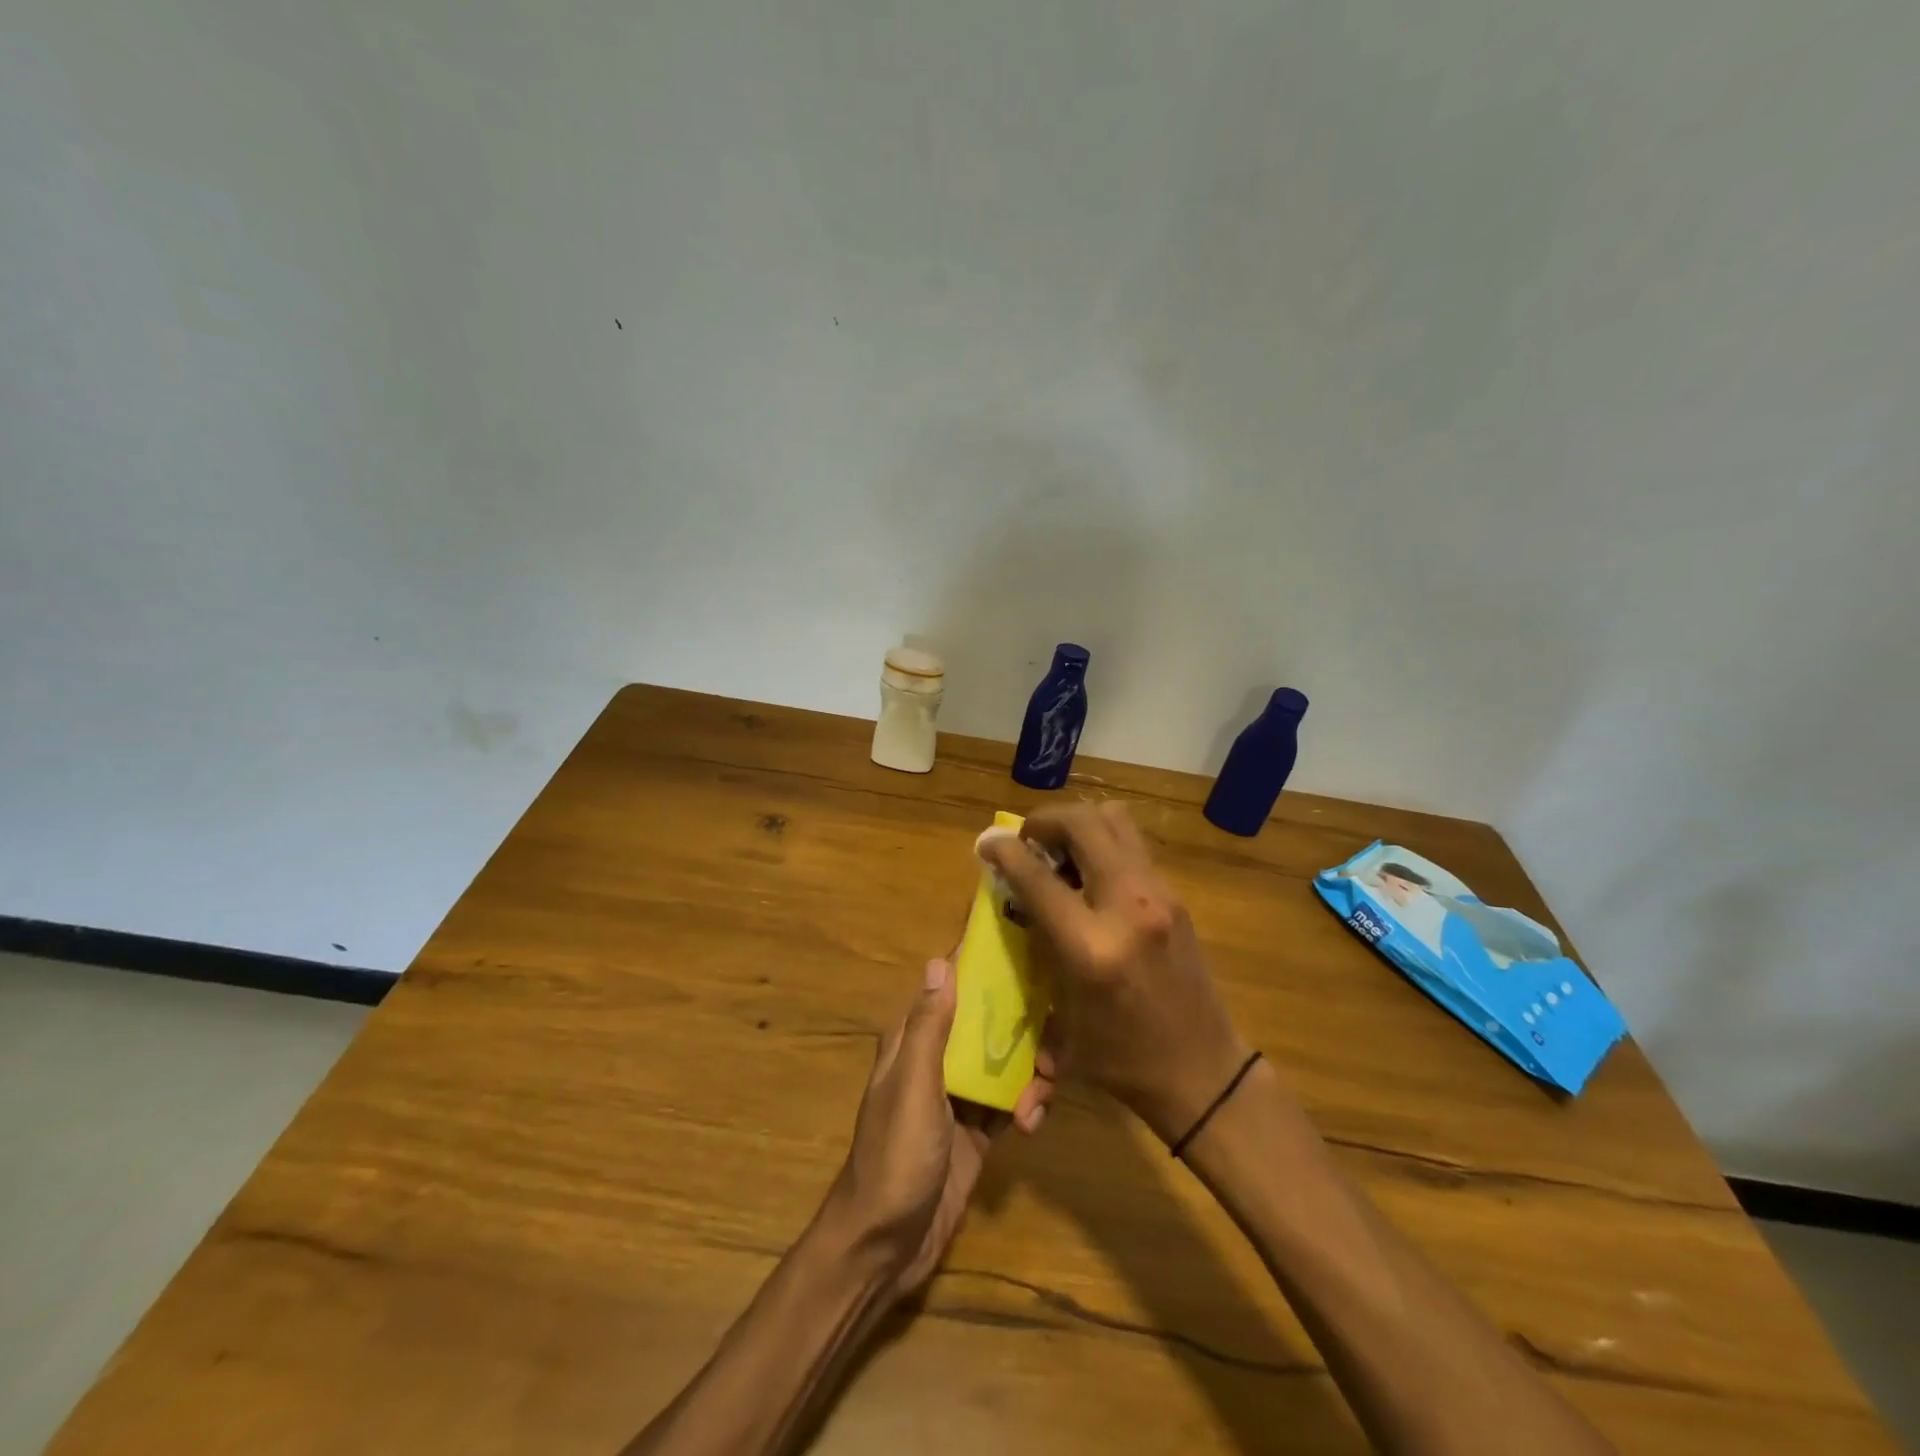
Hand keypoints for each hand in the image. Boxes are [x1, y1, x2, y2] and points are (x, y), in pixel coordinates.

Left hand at [826, 955, 1051, 1297]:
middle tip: (1052, 1044)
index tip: (1028, 953)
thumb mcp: (913, 1086)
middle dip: (1023, 1026)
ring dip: (1031, 1071)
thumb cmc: (895, 1157)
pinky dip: (1028, 1106)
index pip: (950, 986)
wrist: (885, 1246)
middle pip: (987, 1023)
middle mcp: (937, 1059)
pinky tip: (1033, 1123)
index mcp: (914, 1040)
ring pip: (1005, 1062)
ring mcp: (959, 1096)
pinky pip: (1011, 1102)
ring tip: (1040, 1097)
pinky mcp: (977, 1131)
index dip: (983, 967)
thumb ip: (930, 1027)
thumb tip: (940, 961)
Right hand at [979, 802, 1250, 1146]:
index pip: (1038, 878)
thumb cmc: (1123, 1058)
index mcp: (1092, 947)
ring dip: (1078, 823)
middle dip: (1045, 820)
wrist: (1204, 1072)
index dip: (1005, 852)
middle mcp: (1128, 907)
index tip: (986, 843)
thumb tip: (1012, 900)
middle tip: (1028, 840)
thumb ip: (1038, 948)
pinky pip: (1131, 844)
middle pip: (1083, 824)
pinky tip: (1090, 874)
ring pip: (1114, 819)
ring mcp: (1159, 894)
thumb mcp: (1064, 1015)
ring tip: (1059, 851)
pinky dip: (1102, 841)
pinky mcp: (1176, 895)